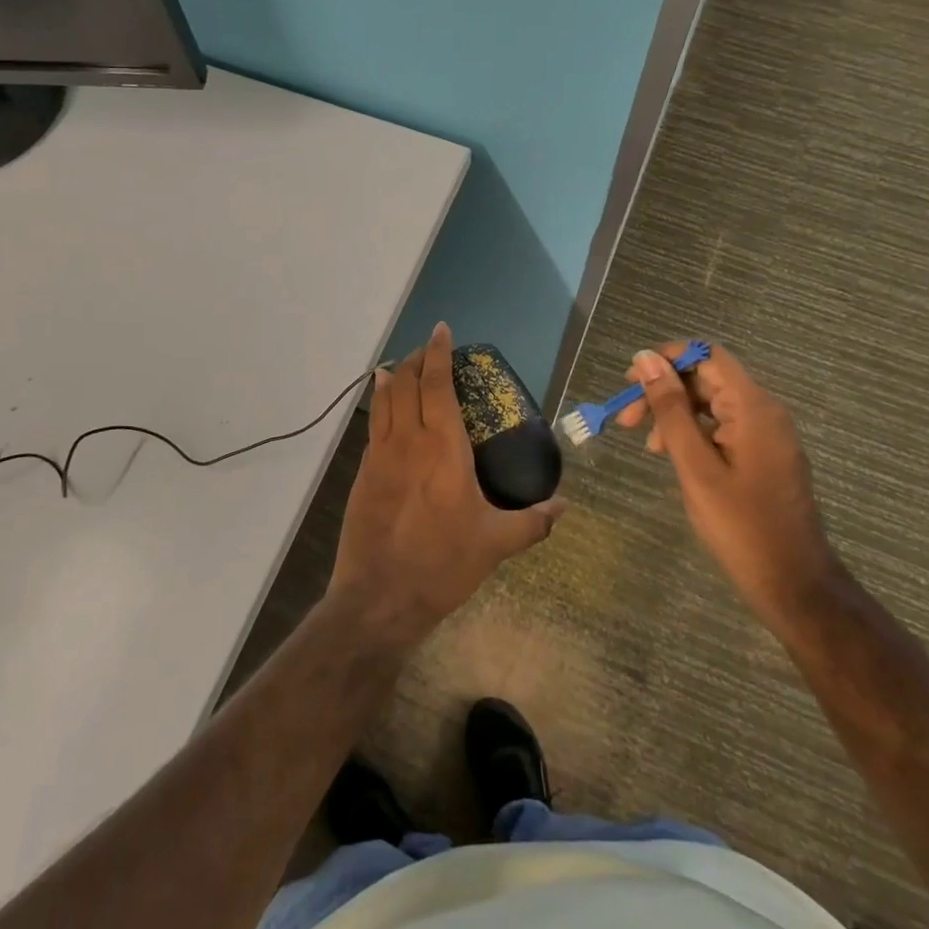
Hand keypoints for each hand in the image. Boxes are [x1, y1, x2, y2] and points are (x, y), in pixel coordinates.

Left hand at [331, 322, 563, 651]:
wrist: (380, 596)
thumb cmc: (442, 564)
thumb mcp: (496, 544)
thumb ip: (533, 522)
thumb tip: (564, 506)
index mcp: (443, 447)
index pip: (437, 384)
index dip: (438, 353)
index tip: (442, 331)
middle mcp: (408, 440)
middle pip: (405, 382)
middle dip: (416, 358)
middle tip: (429, 351)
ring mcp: (380, 455)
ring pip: (384, 399)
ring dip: (393, 375)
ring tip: (402, 365)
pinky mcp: (363, 473)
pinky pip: (373, 425)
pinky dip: (379, 403)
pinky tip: (385, 405)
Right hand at [617, 343, 841, 630]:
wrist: (792, 582)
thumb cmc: (740, 525)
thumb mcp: (695, 466)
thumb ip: (671, 410)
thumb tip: (647, 360)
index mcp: (753, 407)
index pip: (707, 356)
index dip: (667, 358)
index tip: (630, 381)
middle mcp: (764, 411)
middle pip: (707, 378)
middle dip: (664, 391)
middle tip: (626, 420)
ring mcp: (767, 433)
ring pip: (712, 403)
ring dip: (674, 414)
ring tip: (647, 445)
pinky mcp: (764, 454)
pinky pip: (723, 426)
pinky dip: (693, 432)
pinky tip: (672, 455)